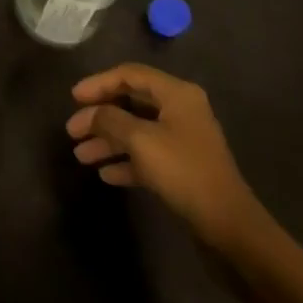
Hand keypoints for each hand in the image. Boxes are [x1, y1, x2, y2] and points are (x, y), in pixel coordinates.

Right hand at [67, 64, 262, 251]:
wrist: (229, 227)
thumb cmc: (184, 172)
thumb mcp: (141, 141)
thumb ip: (111, 120)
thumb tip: (90, 113)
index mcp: (176, 93)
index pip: (129, 75)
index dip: (98, 83)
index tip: (73, 98)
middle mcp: (180, 110)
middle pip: (131, 103)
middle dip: (100, 117)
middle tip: (72, 131)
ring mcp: (182, 139)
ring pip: (137, 131)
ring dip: (109, 141)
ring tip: (81, 156)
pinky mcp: (182, 168)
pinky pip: (147, 155)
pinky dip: (126, 161)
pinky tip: (105, 174)